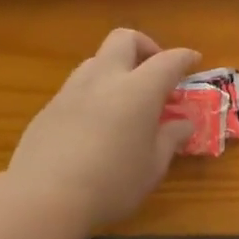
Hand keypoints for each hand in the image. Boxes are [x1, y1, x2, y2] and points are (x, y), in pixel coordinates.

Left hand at [7, 28, 200, 232]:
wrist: (44, 198)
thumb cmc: (112, 183)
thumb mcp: (153, 166)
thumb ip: (170, 139)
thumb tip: (183, 123)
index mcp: (138, 90)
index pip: (168, 61)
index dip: (184, 57)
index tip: (194, 61)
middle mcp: (104, 79)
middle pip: (124, 39)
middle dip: (145, 46)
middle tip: (155, 70)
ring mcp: (72, 91)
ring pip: (96, 60)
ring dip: (116, 68)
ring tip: (125, 98)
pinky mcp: (49, 108)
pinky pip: (77, 87)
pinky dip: (94, 92)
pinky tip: (96, 123)